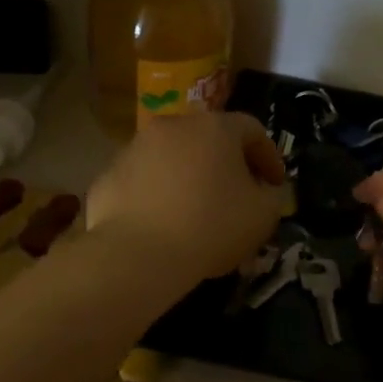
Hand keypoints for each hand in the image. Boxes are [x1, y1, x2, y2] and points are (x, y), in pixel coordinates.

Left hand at [88, 112, 286, 286]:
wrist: (137, 254)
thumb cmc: (211, 227)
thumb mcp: (263, 216)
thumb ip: (272, 196)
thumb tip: (265, 189)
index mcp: (215, 128)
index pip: (252, 130)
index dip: (268, 156)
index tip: (274, 185)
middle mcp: (173, 126)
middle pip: (207, 139)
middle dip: (225, 164)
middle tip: (236, 196)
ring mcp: (134, 149)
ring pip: (171, 158)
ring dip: (188, 177)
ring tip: (195, 212)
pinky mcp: (108, 176)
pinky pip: (143, 182)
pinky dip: (156, 196)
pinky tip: (162, 224)